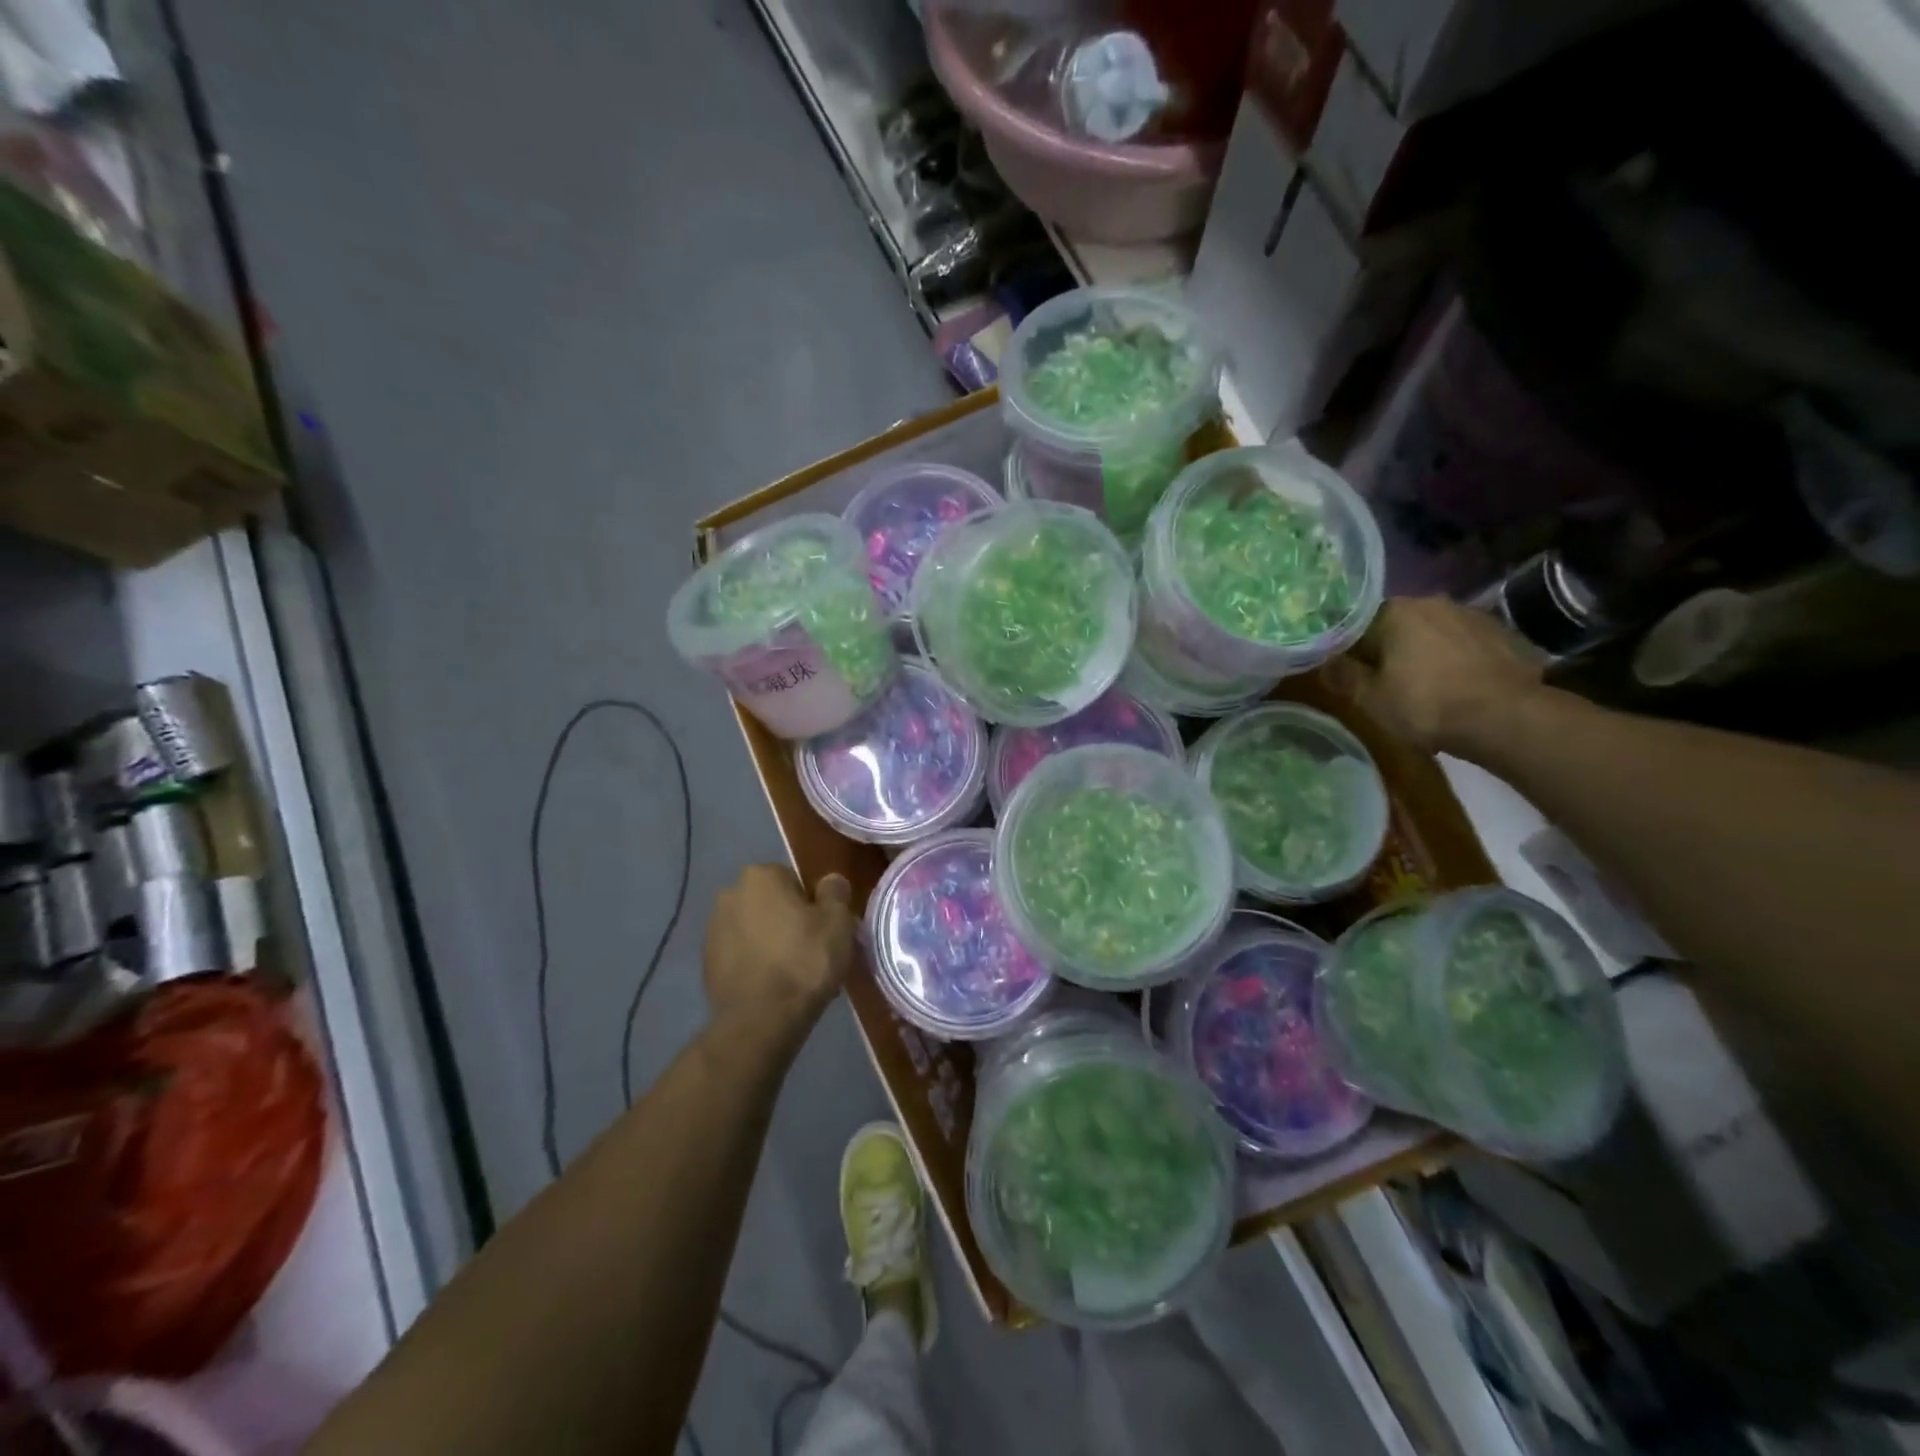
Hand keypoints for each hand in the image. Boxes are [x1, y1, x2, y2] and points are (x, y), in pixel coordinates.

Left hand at [704, 865, 856, 1034]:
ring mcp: (713, 930)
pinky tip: (773, 987)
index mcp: (760, 875)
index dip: (814, 906)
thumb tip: (830, 882)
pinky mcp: (707, 963)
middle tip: (812, 952)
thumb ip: (835, 892)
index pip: (795, 880)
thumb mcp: (838, 921)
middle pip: (772, 904)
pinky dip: (755, 964)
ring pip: (755, 930)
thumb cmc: (805, 960)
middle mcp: (730, 894)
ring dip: (771, 943)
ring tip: (793, 974)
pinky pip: (741, 955)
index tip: (825, 931)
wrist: (760, 1020)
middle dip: (789, 922)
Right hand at [1323, 597, 1544, 756]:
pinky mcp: (1502, 633)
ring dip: (1424, 652)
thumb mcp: (1370, 698)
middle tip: (1386, 682)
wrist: (1507, 717)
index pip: (1357, 624)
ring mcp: (1471, 615)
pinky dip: (1455, 658)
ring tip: (1425, 685)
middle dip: (1389, 649)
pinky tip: (1457, 685)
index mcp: (1394, 611)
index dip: (1349, 650)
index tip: (1350, 673)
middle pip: (1396, 625)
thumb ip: (1344, 676)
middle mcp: (1432, 602)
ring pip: (1432, 632)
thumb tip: (1325, 663)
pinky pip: (1464, 643)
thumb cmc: (1427, 705)